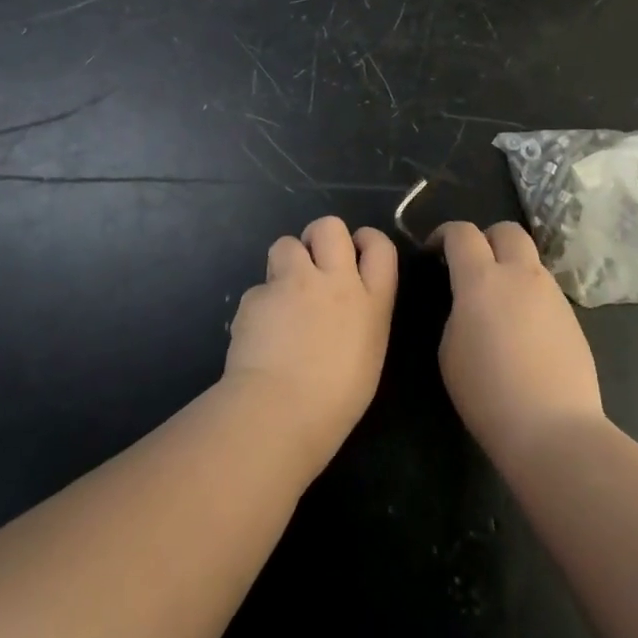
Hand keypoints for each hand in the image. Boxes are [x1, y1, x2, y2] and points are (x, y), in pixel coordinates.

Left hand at [224, 216, 397, 474]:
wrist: (279, 411)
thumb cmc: (335, 402)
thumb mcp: (367, 355)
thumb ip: (360, 318)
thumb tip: (343, 309)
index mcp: (371, 302)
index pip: (380, 246)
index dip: (367, 240)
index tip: (356, 249)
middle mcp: (334, 281)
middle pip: (330, 226)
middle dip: (320, 237)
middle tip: (313, 263)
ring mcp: (293, 283)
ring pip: (286, 243)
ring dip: (285, 262)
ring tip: (282, 294)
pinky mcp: (257, 294)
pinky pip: (259, 287)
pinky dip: (261, 304)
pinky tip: (259, 332)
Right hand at [436, 221, 603, 468]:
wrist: (553, 429)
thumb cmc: (487, 393)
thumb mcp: (449, 349)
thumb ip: (456, 311)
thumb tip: (467, 301)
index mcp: (481, 279)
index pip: (462, 233)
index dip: (444, 234)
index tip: (434, 252)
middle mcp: (520, 275)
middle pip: (506, 230)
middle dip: (486, 238)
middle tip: (472, 265)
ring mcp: (552, 294)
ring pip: (530, 259)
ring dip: (510, 266)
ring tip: (498, 302)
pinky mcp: (572, 317)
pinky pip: (545, 289)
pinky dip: (528, 294)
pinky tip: (522, 329)